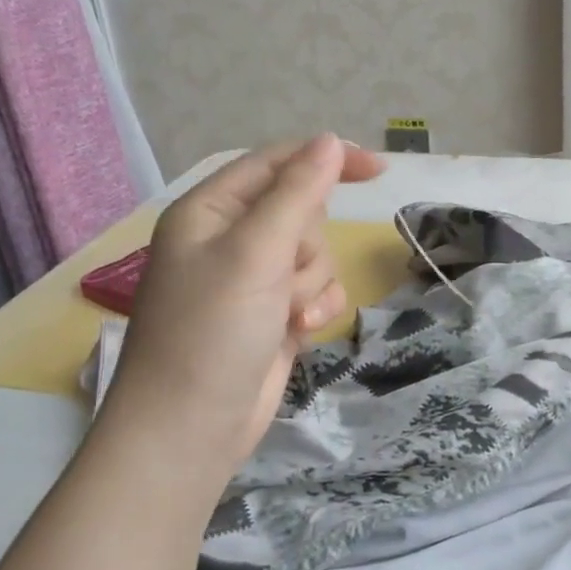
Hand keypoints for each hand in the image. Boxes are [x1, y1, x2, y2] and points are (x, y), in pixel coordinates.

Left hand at [97, 135, 385, 486]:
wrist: (191, 429)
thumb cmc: (211, 331)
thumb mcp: (255, 252)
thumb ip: (297, 192)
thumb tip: (331, 140)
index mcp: (211, 211)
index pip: (277, 163)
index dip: (327, 159)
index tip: (379, 170)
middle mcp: (232, 239)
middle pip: (304, 212)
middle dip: (308, 246)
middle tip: (283, 278)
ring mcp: (255, 279)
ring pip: (318, 255)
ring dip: (312, 285)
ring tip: (285, 316)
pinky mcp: (275, 313)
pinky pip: (319, 290)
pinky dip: (317, 308)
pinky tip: (299, 332)